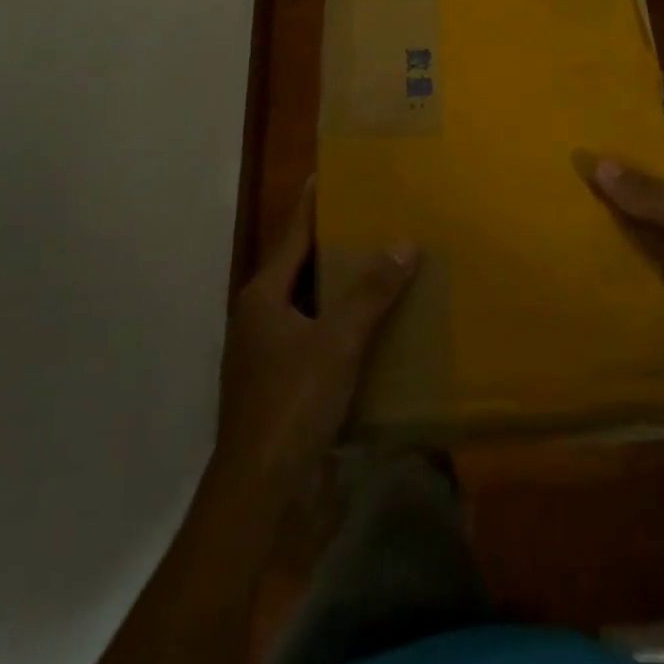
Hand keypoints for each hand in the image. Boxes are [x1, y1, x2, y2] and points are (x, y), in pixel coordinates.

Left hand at [214, 179, 416, 491]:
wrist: (260, 490)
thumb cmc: (292, 403)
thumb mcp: (337, 342)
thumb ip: (371, 292)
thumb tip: (404, 243)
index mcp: (263, 296)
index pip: (292, 235)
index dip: (311, 204)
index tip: (327, 173)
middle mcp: (259, 317)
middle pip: (300, 268)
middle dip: (332, 244)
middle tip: (370, 217)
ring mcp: (266, 352)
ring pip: (308, 304)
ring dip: (339, 287)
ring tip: (378, 264)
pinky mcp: (279, 383)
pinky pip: (314, 336)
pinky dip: (339, 323)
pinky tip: (371, 325)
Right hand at [591, 83, 663, 347]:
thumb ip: (653, 195)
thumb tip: (598, 162)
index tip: (638, 70)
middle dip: (632, 139)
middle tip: (586, 122)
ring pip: (652, 200)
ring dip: (622, 187)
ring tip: (578, 172)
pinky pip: (647, 238)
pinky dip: (623, 229)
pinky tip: (594, 231)